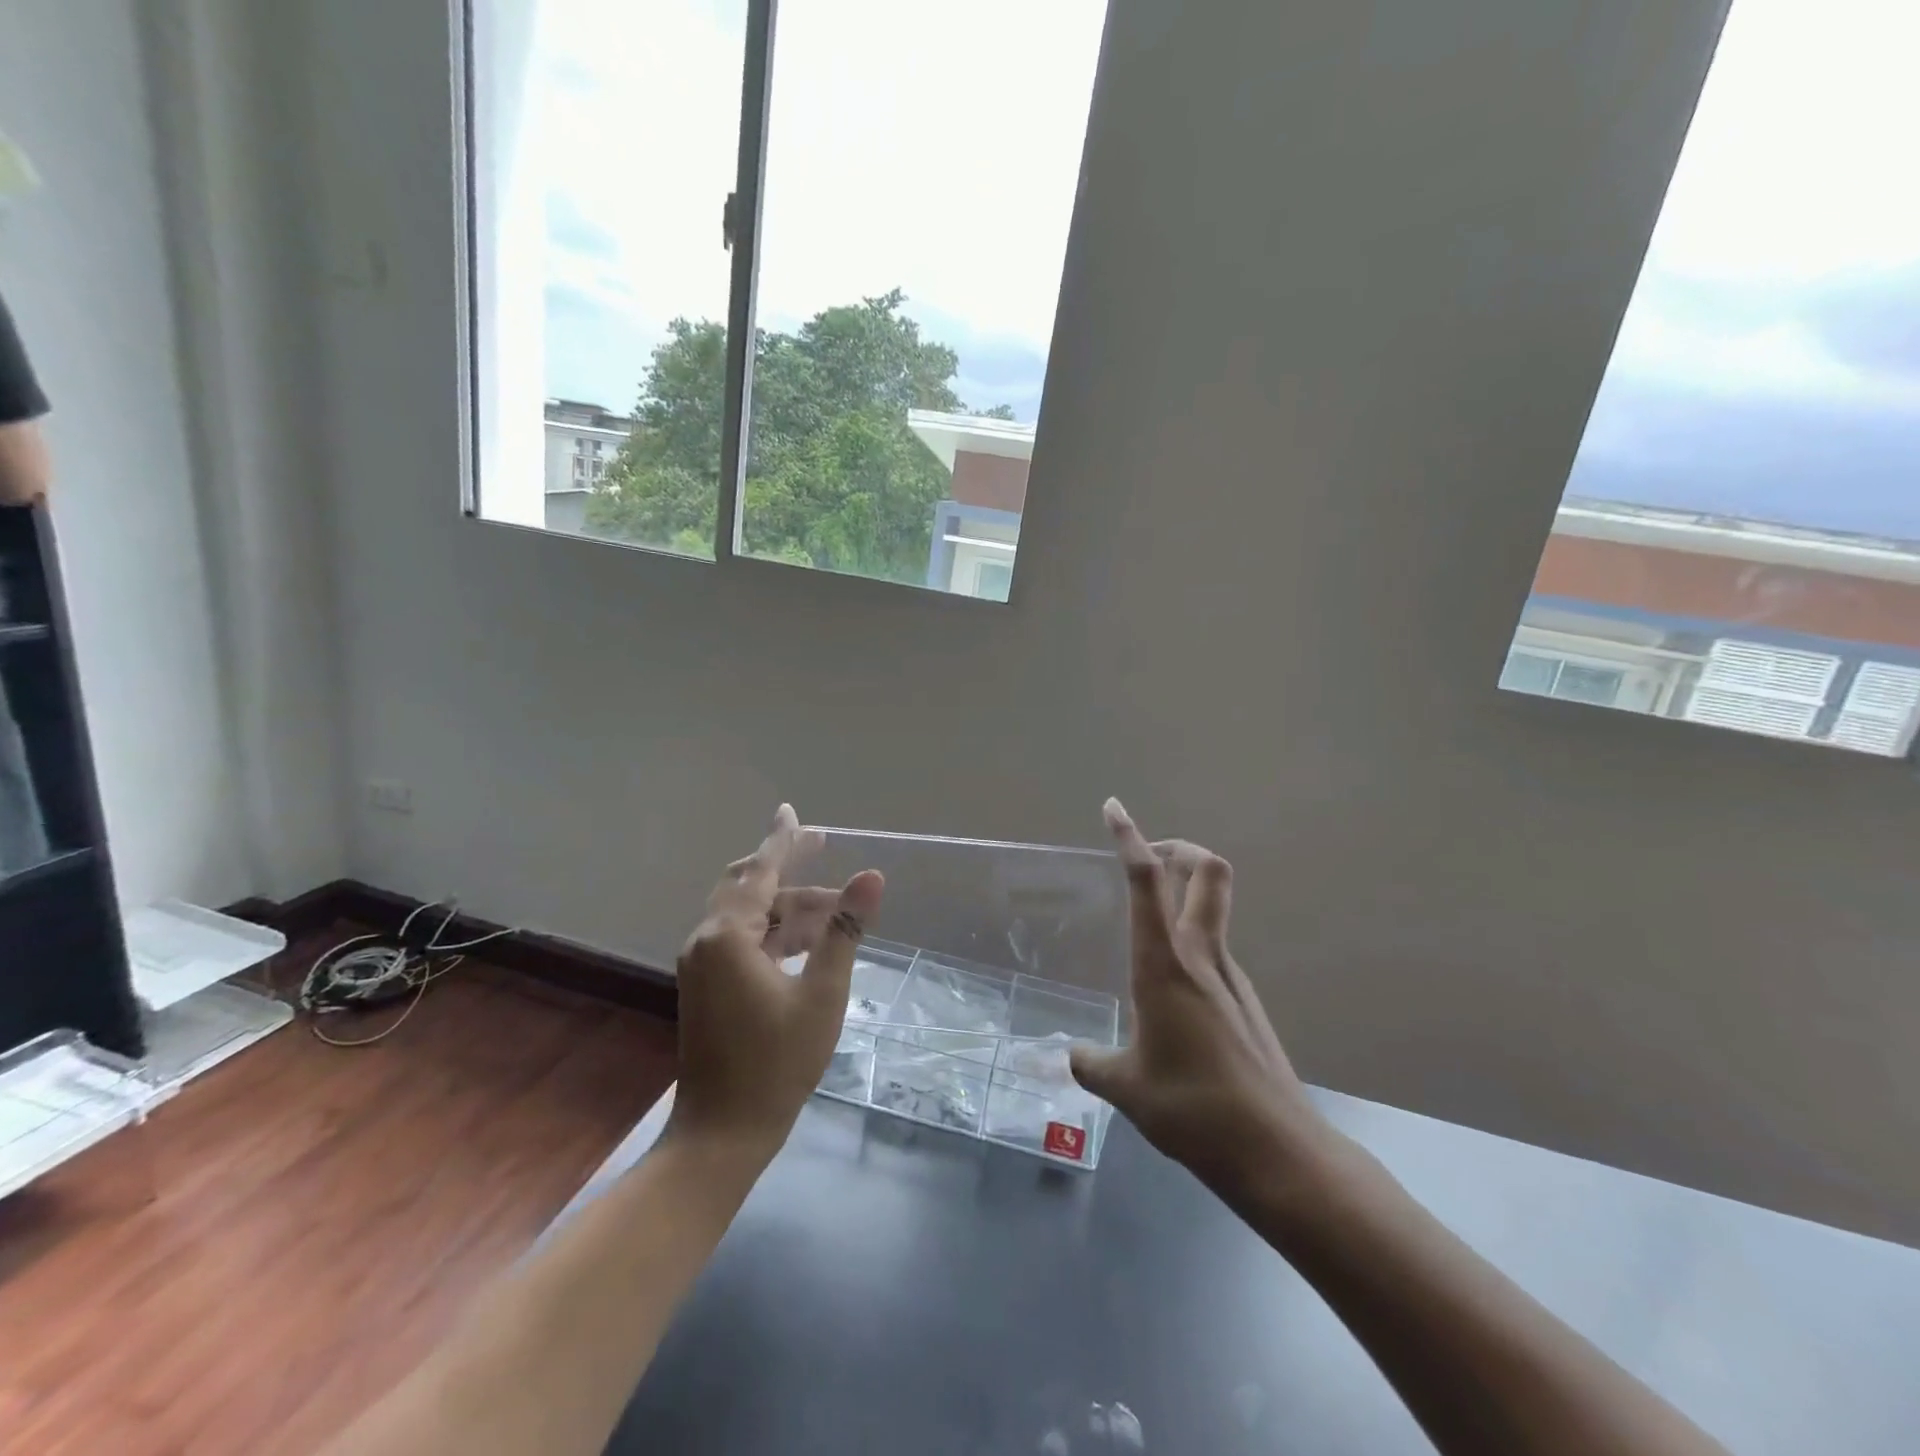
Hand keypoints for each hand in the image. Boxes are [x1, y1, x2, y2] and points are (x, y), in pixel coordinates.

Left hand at [667, 804, 884, 1162]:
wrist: (722, 1132)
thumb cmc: (778, 1063)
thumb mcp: (823, 993)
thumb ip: (844, 930)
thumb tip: (871, 877)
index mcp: (728, 936)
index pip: (760, 870)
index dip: (782, 838)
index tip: (792, 810)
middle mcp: (706, 940)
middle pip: (746, 884)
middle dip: (785, 866)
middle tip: (822, 847)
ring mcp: (702, 964)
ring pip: (746, 913)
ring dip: (786, 905)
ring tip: (835, 910)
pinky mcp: (706, 984)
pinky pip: (740, 938)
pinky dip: (773, 930)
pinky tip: (806, 940)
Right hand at [1070, 799, 1336, 1201]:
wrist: (1279, 1152)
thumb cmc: (1193, 1110)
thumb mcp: (1126, 1087)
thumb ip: (1091, 1064)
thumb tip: (1068, 1056)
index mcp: (1165, 965)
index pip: (1146, 883)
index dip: (1129, 839)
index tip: (1114, 809)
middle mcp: (1202, 957)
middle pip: (1206, 871)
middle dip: (1177, 847)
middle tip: (1146, 858)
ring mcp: (1232, 977)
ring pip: (1214, 907)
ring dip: (1185, 893)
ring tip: (1145, 927)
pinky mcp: (1246, 1001)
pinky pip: (1216, 949)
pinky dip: (1192, 940)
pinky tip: (1171, 990)